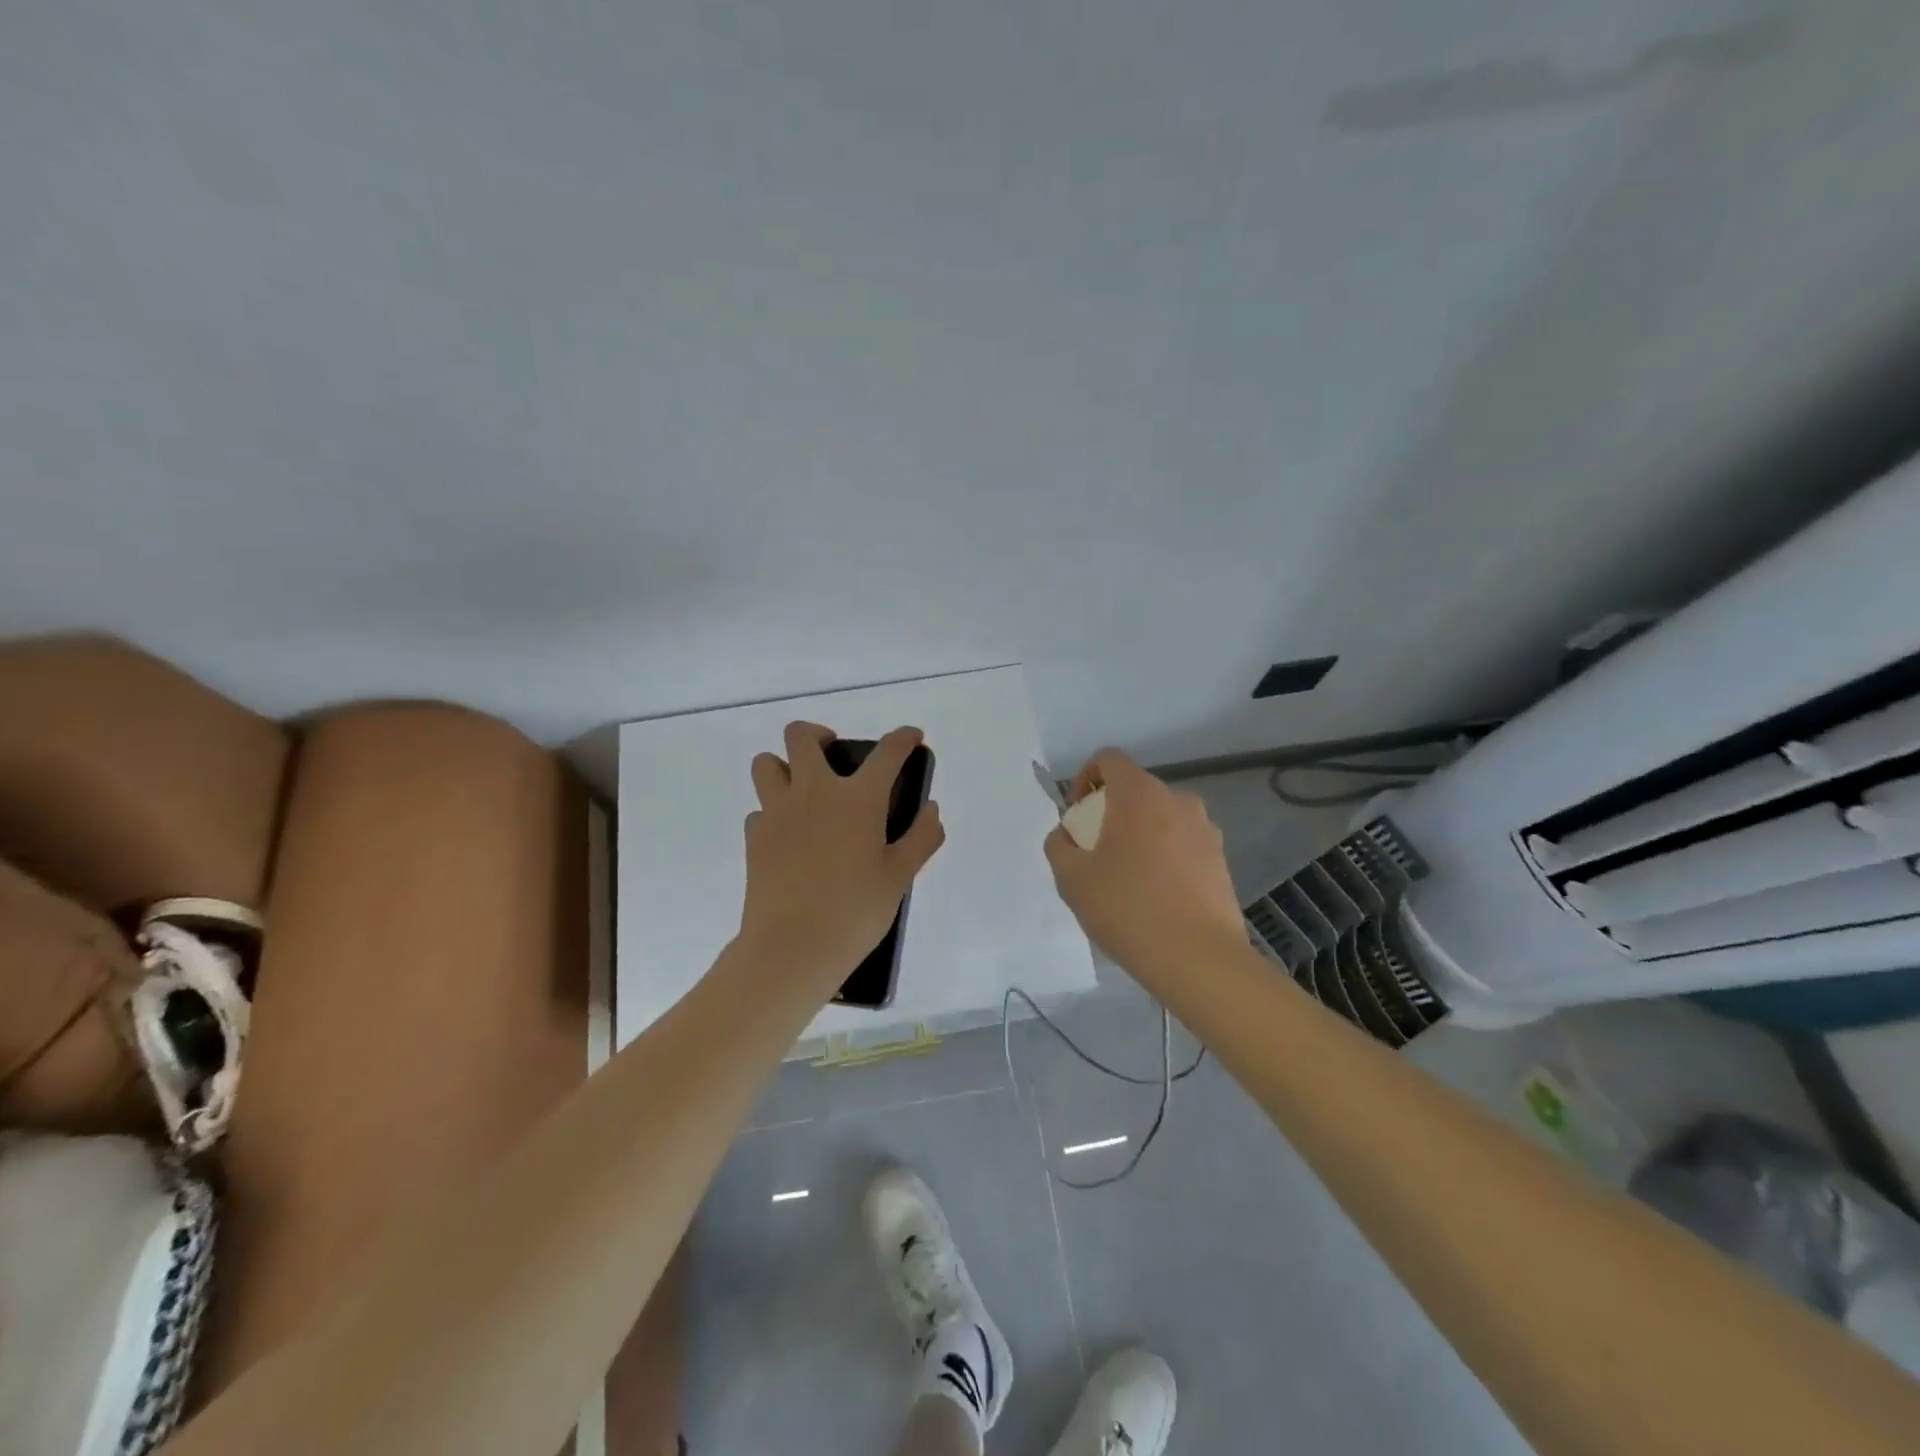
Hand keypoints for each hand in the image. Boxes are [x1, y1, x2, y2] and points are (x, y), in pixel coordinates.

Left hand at [738, 722, 945, 987]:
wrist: (792, 948)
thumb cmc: (855, 911)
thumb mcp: (900, 877)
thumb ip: (922, 837)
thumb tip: (931, 809)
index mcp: (857, 798)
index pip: (887, 752)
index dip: (904, 738)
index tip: (912, 737)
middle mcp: (813, 792)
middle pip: (801, 735)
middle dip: (818, 734)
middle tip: (833, 755)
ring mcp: (777, 812)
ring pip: (766, 763)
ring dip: (784, 766)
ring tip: (803, 790)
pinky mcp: (754, 837)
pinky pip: (759, 809)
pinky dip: (773, 813)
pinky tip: (790, 836)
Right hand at [1044, 749, 1245, 979]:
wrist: (1199, 959)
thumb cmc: (1127, 909)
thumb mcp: (1072, 879)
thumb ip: (1059, 845)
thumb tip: (1066, 835)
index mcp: (1139, 794)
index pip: (1109, 759)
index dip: (1086, 777)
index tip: (1077, 813)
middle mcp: (1177, 800)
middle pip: (1135, 790)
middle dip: (1111, 812)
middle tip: (1096, 853)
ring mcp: (1205, 830)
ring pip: (1161, 818)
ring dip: (1139, 835)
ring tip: (1127, 879)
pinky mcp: (1220, 859)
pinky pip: (1182, 844)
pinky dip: (1164, 856)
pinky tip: (1155, 897)